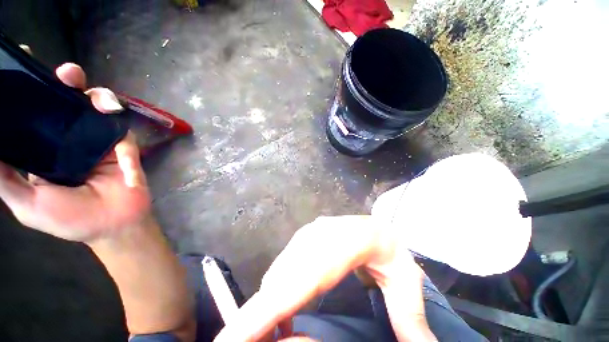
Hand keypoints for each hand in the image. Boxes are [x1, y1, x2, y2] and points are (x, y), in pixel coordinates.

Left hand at [0, 62, 149, 242]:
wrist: (115, 226)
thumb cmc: (70, 219)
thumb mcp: (27, 203)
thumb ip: (4, 178)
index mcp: (44, 147)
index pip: (35, 111)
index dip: (31, 86)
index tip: (25, 63)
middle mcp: (71, 137)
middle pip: (69, 99)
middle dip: (70, 81)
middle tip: (69, 75)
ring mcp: (99, 141)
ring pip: (101, 108)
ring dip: (104, 100)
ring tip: (107, 106)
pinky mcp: (124, 149)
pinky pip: (125, 138)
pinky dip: (126, 148)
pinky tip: (126, 161)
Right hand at [214, 216, 434, 341]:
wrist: (372, 224)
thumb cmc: (388, 247)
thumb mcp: (406, 279)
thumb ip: (410, 316)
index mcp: (346, 240)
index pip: (305, 275)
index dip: (269, 307)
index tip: (236, 336)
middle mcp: (318, 235)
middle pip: (282, 277)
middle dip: (255, 315)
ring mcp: (307, 235)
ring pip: (278, 273)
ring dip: (263, 307)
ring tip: (255, 339)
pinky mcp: (302, 241)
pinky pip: (282, 269)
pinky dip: (273, 295)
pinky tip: (277, 318)